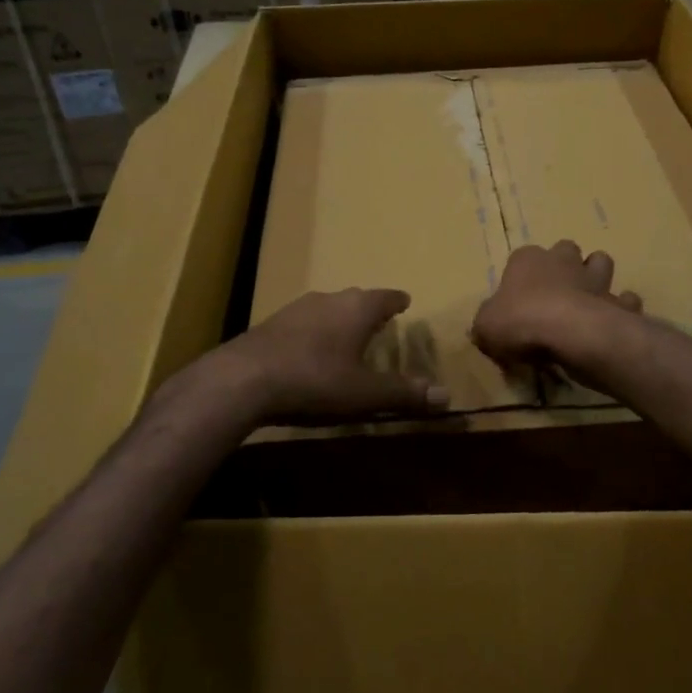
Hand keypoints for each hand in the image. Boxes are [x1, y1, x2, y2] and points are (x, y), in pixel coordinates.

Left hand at [216, 288, 448, 422]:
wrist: (244, 379)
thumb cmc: (315, 380)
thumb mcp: (365, 393)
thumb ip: (404, 393)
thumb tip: (447, 395)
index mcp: (357, 308)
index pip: (386, 297)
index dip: (397, 301)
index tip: (405, 301)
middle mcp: (329, 299)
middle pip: (356, 298)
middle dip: (369, 309)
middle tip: (380, 320)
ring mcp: (296, 308)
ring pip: (327, 308)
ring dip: (339, 319)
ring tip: (346, 335)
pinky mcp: (271, 323)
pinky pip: (303, 322)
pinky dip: (314, 331)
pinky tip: (309, 350)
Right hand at [472, 240, 642, 368]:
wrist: (570, 333)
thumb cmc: (521, 321)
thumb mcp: (485, 327)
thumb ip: (487, 322)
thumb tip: (488, 327)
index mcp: (527, 260)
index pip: (522, 257)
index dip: (521, 275)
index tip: (518, 298)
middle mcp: (563, 261)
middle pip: (565, 250)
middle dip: (564, 264)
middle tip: (556, 292)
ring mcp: (595, 279)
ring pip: (601, 262)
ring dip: (596, 277)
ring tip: (587, 298)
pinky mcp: (618, 302)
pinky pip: (626, 300)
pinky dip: (622, 307)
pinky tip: (613, 320)